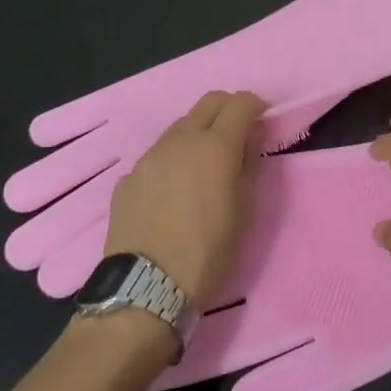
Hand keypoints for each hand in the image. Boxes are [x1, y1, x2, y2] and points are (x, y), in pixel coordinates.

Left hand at [102, 90, 265, 307]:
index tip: (262, 120)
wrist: (146, 288)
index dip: (255, 106)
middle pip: (209, 102)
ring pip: (180, 126)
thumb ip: (250, 165)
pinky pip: (157, 155)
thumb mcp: (245, 210)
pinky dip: (173, 159)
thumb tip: (249, 140)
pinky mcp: (128, 178)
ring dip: (198, 132)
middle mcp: (181, 140)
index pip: (240, 103)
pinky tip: (173, 190)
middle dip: (228, 108)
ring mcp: (150, 157)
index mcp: (216, 146)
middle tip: (238, 132)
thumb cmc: (209, 251)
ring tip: (203, 164)